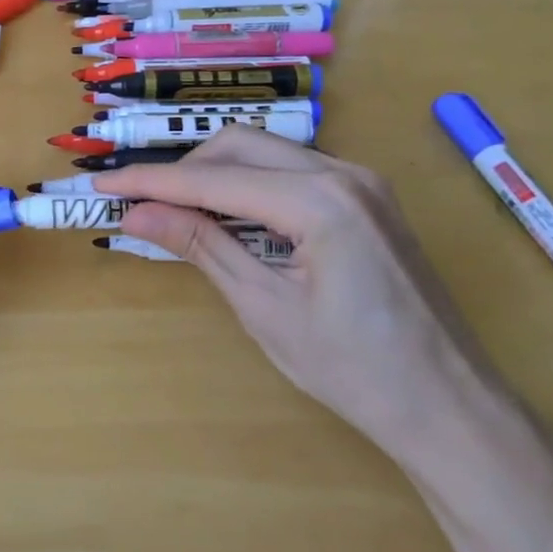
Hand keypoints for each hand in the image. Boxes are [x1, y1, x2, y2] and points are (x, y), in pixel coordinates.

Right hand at [99, 127, 501, 461]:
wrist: (449, 405)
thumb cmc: (354, 371)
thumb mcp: (264, 308)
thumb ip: (200, 246)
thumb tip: (136, 214)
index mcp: (320, 201)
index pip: (214, 179)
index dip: (152, 182)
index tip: (102, 185)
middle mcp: (343, 172)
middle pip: (239, 146)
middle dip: (184, 170)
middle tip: (143, 207)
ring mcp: (361, 181)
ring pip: (266, 152)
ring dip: (215, 174)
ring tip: (178, 214)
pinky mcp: (367, 197)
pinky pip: (292, 171)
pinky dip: (250, 185)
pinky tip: (230, 218)